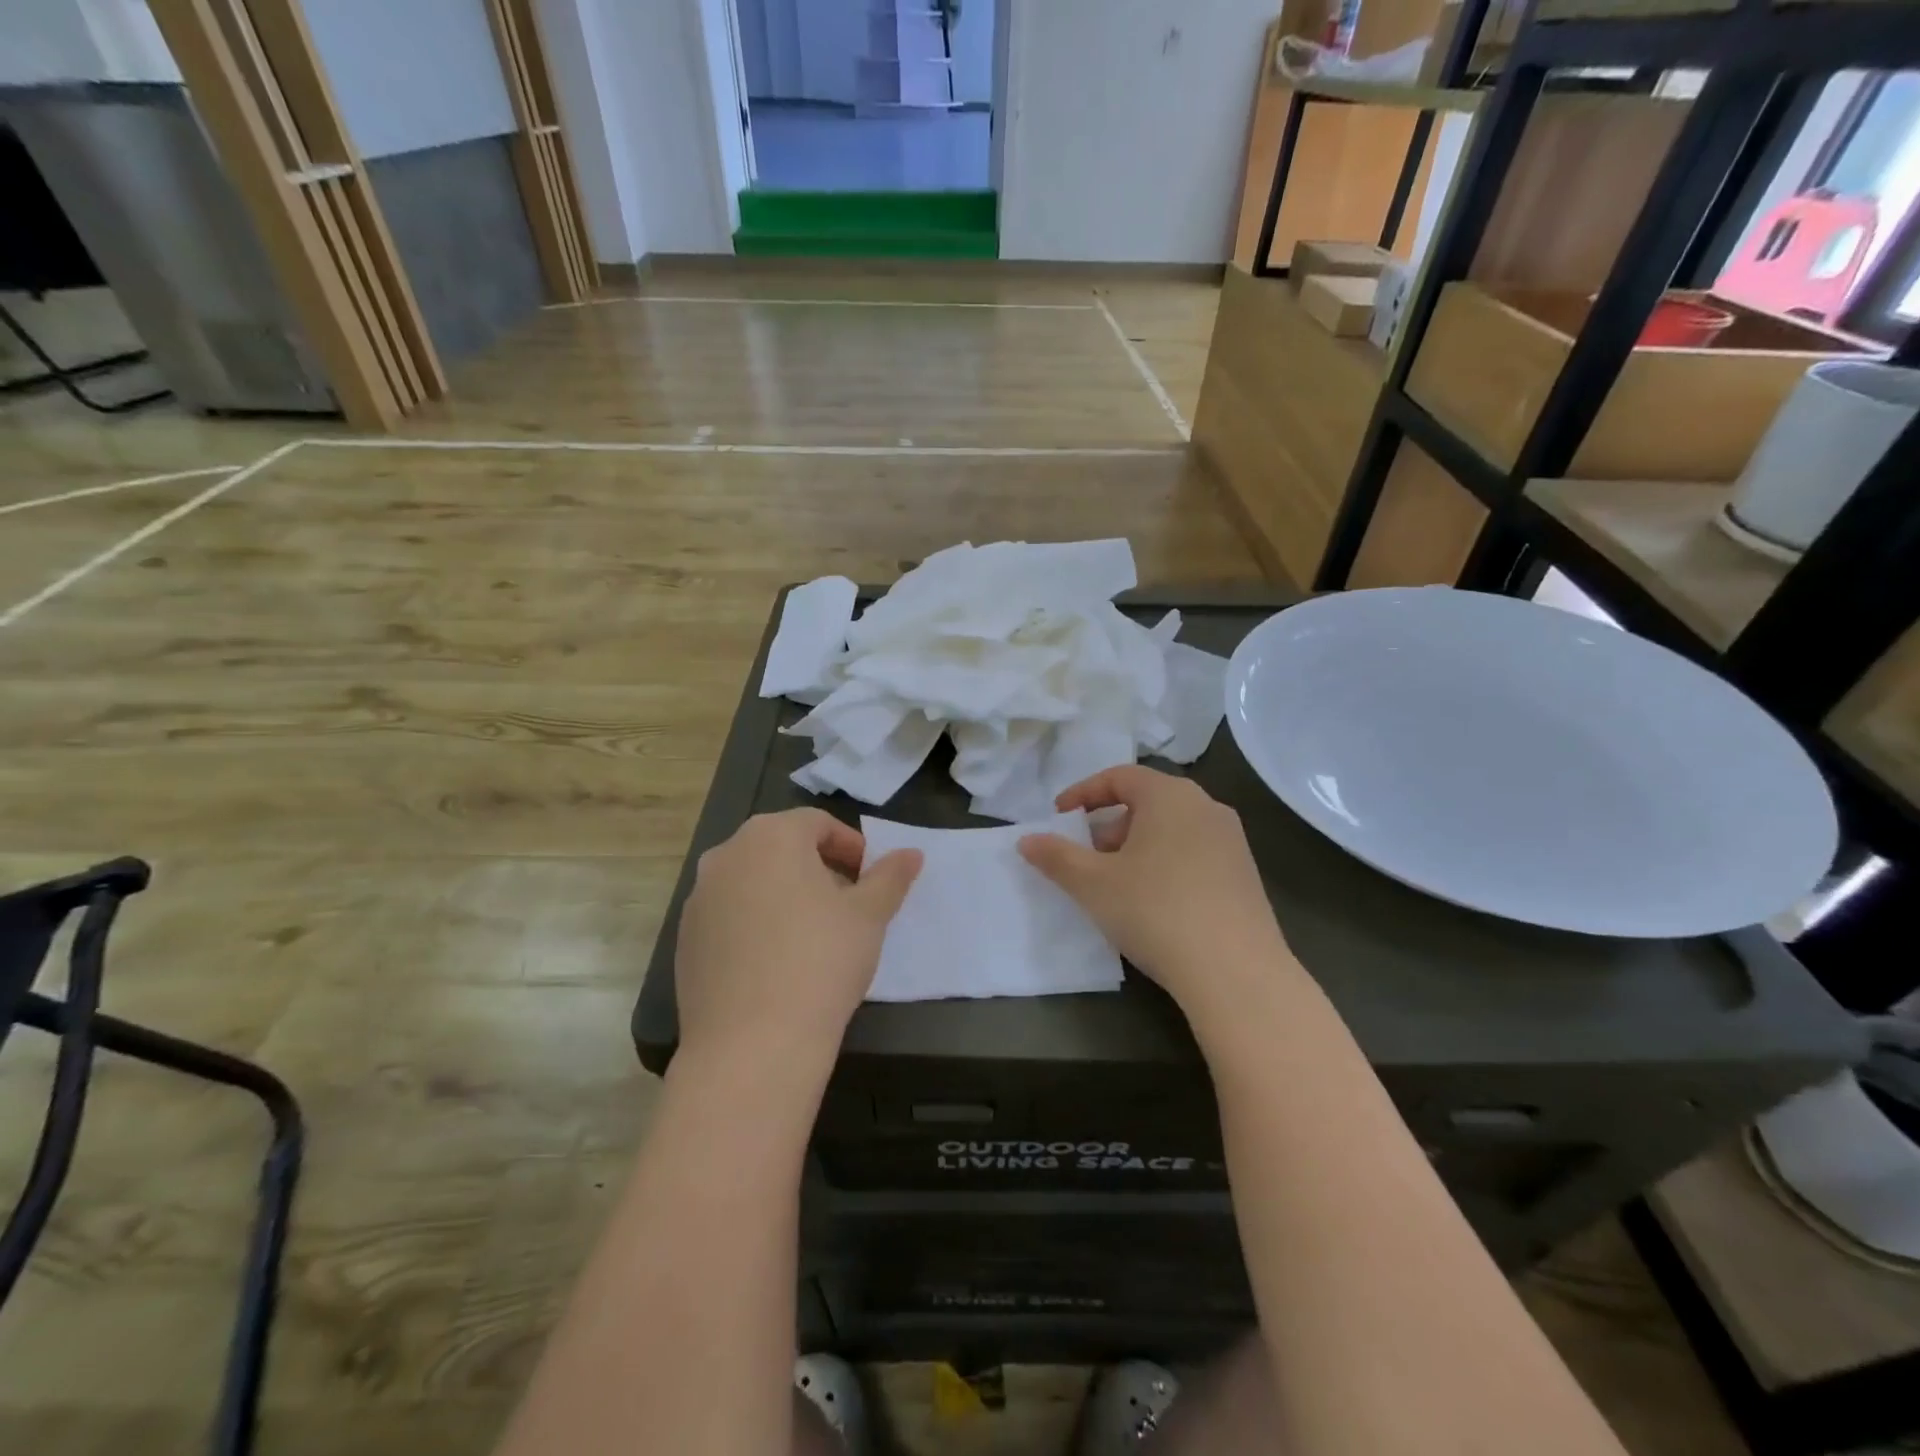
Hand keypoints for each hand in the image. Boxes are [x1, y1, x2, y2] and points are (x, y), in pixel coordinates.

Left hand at [674, 810, 920, 1081]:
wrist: (752, 1045)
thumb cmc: (820, 961)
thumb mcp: (869, 916)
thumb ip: (891, 877)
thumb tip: (912, 854)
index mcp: (770, 836)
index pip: (817, 823)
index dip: (851, 847)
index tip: (870, 880)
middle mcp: (726, 855)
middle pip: (781, 848)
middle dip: (818, 869)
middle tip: (848, 905)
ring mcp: (699, 898)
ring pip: (753, 882)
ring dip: (785, 895)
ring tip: (813, 936)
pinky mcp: (685, 940)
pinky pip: (730, 917)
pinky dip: (755, 925)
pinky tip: (777, 964)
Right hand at [1018, 766, 1293, 1025]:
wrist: (1235, 973)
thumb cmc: (1155, 911)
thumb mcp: (1092, 883)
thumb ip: (1056, 856)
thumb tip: (1026, 840)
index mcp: (1170, 796)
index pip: (1120, 776)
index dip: (1083, 793)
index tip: (1059, 817)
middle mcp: (1207, 807)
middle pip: (1148, 801)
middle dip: (1110, 824)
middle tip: (1087, 856)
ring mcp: (1232, 841)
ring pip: (1172, 829)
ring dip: (1137, 846)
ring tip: (1117, 883)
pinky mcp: (1246, 875)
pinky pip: (1194, 853)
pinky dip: (1166, 863)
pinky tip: (1154, 903)